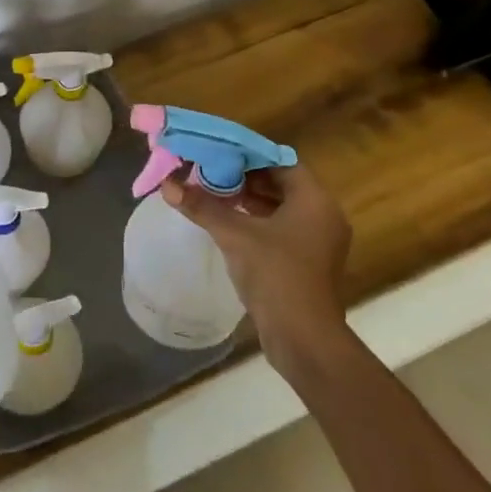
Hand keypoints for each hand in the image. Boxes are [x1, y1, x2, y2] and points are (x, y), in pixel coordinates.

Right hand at [160, 161, 353, 365]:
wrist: (303, 338)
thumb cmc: (275, 275)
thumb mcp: (234, 235)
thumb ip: (202, 206)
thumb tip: (167, 185)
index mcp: (315, 200)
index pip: (281, 162)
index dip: (249, 155)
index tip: (219, 153)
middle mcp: (323, 215)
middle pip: (281, 183)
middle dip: (245, 177)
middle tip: (211, 171)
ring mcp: (319, 241)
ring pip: (281, 207)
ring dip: (249, 199)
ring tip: (213, 193)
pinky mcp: (309, 262)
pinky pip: (282, 228)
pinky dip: (257, 220)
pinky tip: (228, 222)